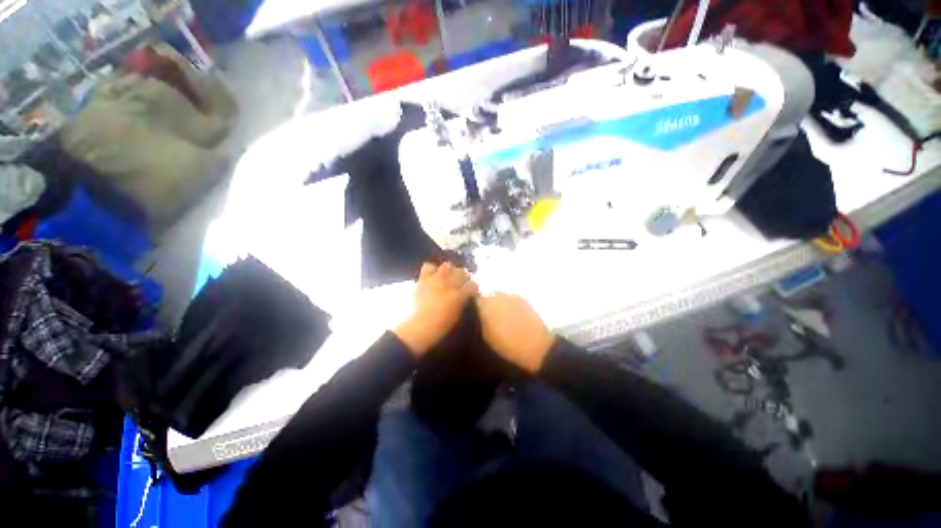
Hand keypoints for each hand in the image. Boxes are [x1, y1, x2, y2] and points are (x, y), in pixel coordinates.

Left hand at [395, 262, 477, 356]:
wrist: (420, 326)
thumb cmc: (441, 325)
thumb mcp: (457, 315)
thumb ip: (462, 302)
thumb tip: (464, 297)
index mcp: (459, 295)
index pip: (472, 284)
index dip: (473, 287)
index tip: (471, 291)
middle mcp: (449, 284)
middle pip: (461, 272)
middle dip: (462, 276)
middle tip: (460, 283)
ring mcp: (436, 280)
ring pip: (447, 266)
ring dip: (448, 270)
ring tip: (446, 276)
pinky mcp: (423, 279)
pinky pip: (428, 267)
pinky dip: (431, 270)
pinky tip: (432, 276)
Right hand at [476, 293, 554, 372]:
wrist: (536, 346)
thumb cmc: (508, 346)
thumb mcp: (488, 337)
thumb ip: (481, 321)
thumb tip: (479, 313)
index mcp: (487, 306)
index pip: (476, 299)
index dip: (476, 306)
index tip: (476, 314)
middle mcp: (498, 297)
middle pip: (488, 296)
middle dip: (487, 304)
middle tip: (489, 316)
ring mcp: (512, 296)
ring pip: (500, 296)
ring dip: (499, 303)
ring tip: (502, 316)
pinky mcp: (523, 299)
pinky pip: (511, 298)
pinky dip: (510, 304)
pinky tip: (514, 315)